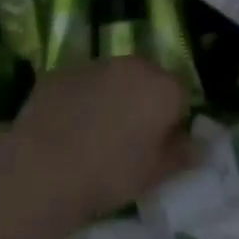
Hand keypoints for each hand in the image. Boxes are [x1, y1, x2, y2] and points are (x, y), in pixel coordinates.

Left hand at [3, 58, 193, 227]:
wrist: (43, 168)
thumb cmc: (109, 174)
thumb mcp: (154, 175)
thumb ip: (180, 154)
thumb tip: (196, 145)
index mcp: (161, 87)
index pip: (180, 95)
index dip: (172, 120)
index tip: (159, 145)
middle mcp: (131, 64)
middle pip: (146, 78)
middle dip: (142, 101)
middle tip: (129, 138)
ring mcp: (93, 64)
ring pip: (112, 77)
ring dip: (111, 96)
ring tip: (94, 133)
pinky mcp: (60, 71)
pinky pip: (80, 83)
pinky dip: (79, 98)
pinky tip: (66, 128)